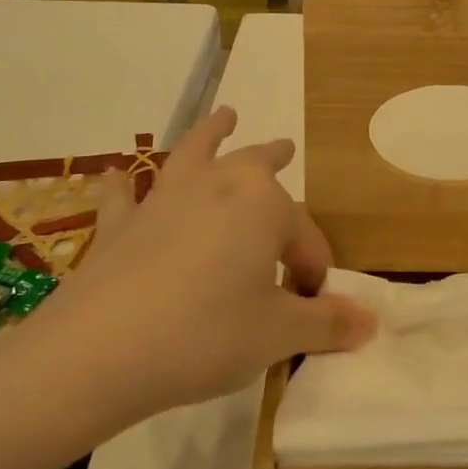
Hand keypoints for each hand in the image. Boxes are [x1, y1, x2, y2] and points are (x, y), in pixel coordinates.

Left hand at [3, 106, 375, 447]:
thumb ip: (326, 324)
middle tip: (286, 147)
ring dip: (211, 135)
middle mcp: (216, 186)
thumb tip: (369, 323)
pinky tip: (116, 176)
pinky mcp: (120, 225)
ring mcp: (163, 200)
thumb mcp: (278, 334)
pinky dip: (125, 186)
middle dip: (274, 158)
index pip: (306, 238)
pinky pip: (126, 196)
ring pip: (193, 156)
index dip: (315, 273)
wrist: (98, 353)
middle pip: (254, 166)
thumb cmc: (206, 335)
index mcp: (263, 205)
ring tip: (224, 115)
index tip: (316, 310)